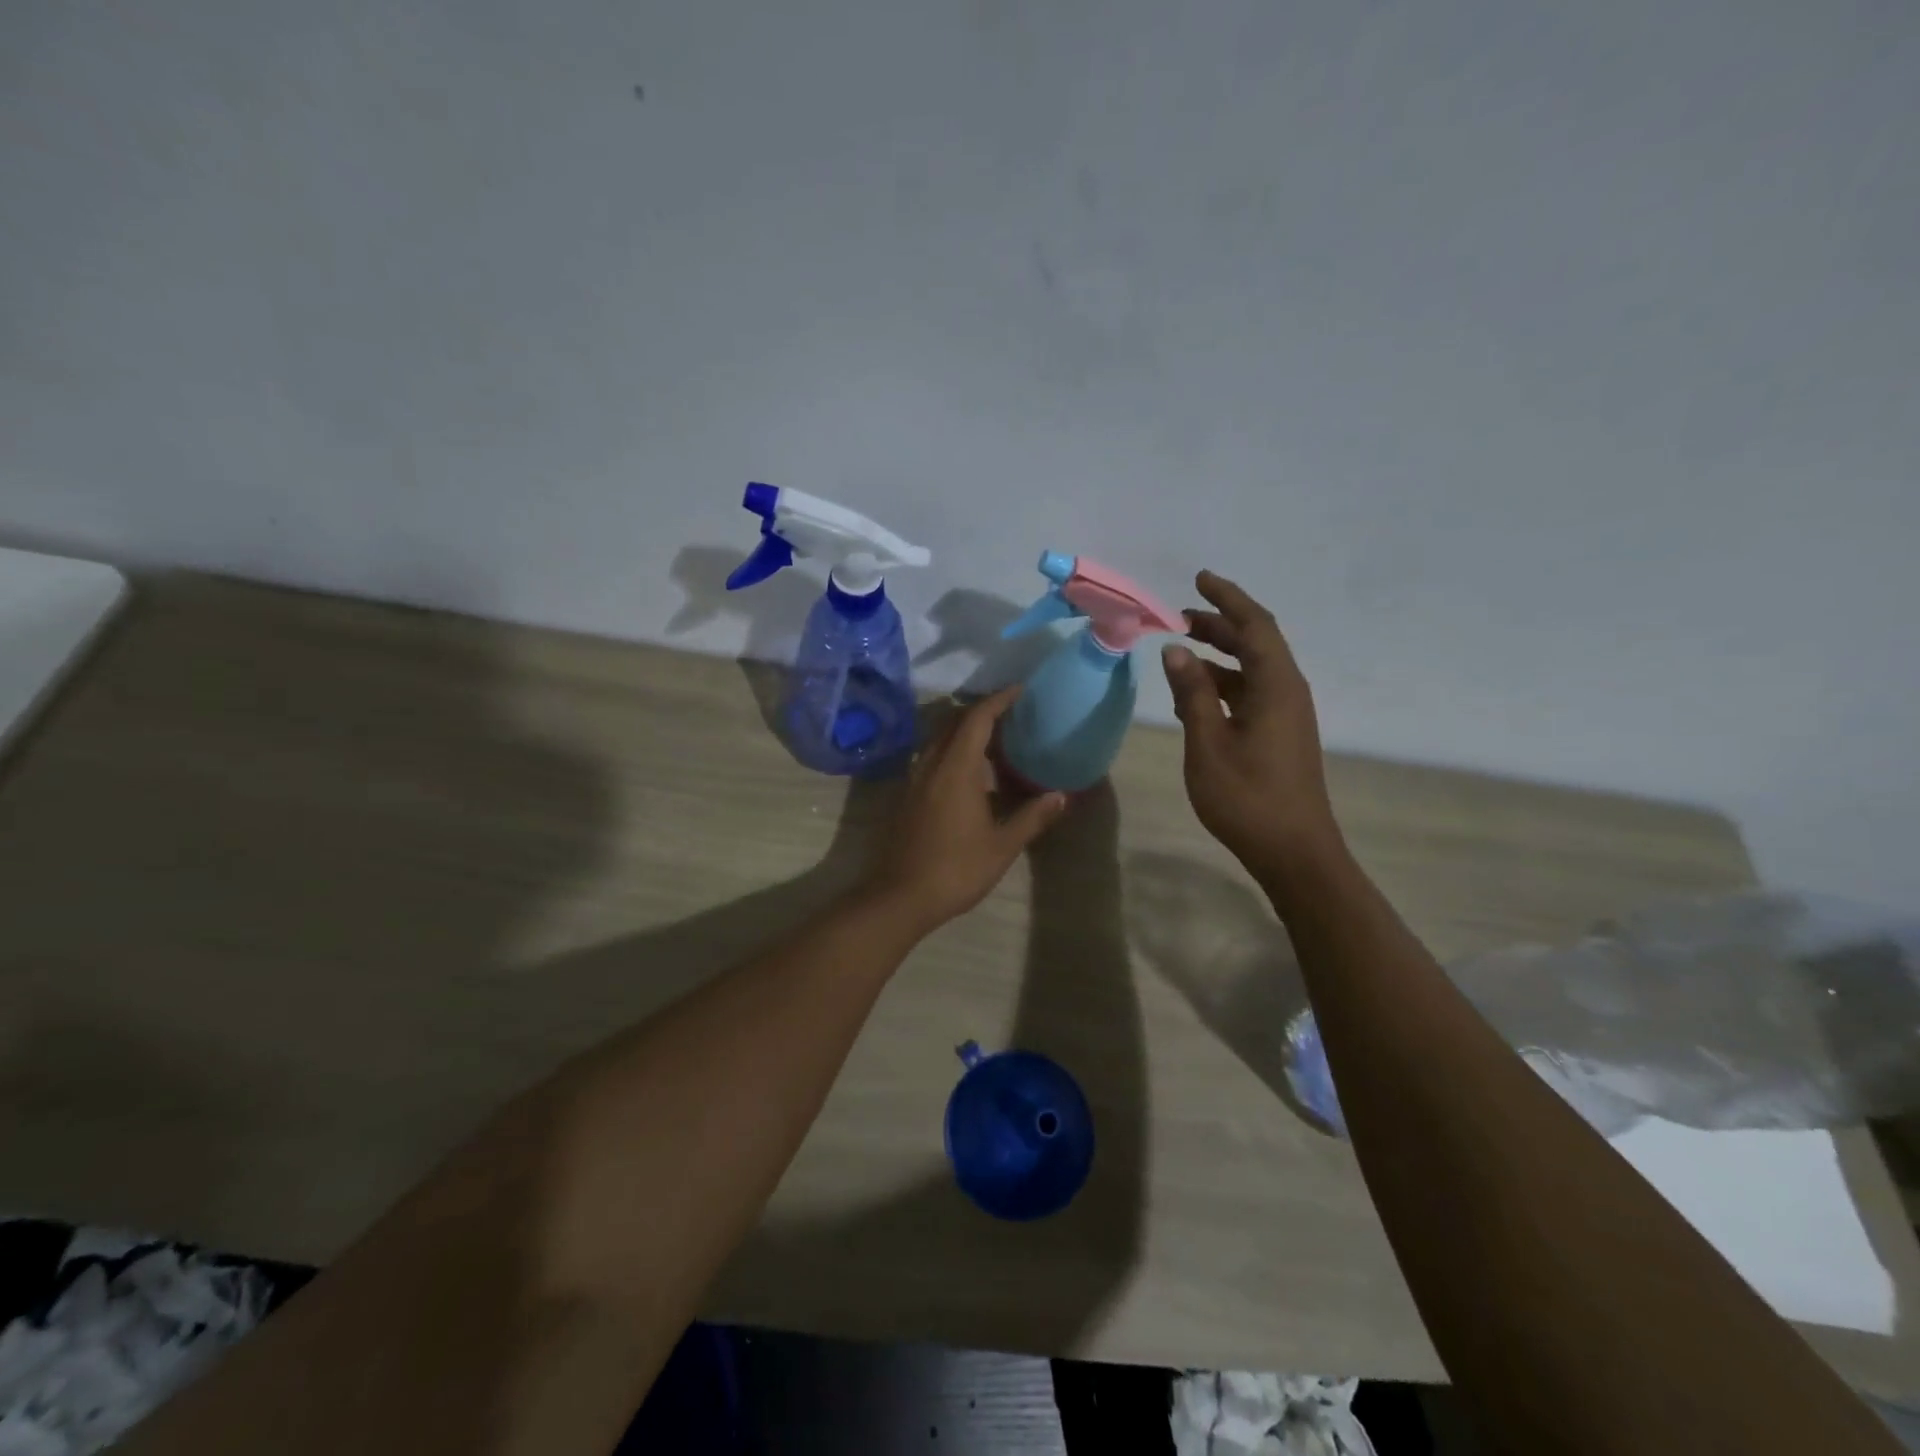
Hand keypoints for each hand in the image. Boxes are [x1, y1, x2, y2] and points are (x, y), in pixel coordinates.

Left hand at [861, 686, 1067, 932]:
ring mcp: (914, 780)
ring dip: (963, 730)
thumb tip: (1062, 795)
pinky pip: (930, 757)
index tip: (1019, 690)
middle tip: (1010, 713)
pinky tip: (967, 771)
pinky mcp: (906, 796)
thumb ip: (1032, 817)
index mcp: (956, 769)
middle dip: (981, 711)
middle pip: (953, 722)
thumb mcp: (1001, 846)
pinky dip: (951, 750)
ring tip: (992, 738)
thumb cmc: (955, 869)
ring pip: (938, 739)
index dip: (998, 700)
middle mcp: (931, 765)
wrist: (899, 897)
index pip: (977, 719)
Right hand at [1161, 570, 1344, 881]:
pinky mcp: (1281, 734)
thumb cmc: (1248, 798)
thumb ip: (1192, 694)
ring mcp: (1286, 714)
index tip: (1200, 579)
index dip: (1228, 599)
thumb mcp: (1208, 744)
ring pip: (1252, 669)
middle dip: (1220, 624)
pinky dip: (1223, 684)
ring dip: (1219, 655)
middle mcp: (1287, 691)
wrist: (1294, 852)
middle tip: (1180, 617)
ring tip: (1181, 651)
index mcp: (1276, 686)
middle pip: (1256, 642)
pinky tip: (1195, 695)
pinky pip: (1251, 693)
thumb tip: (1176, 649)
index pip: (1255, 625)